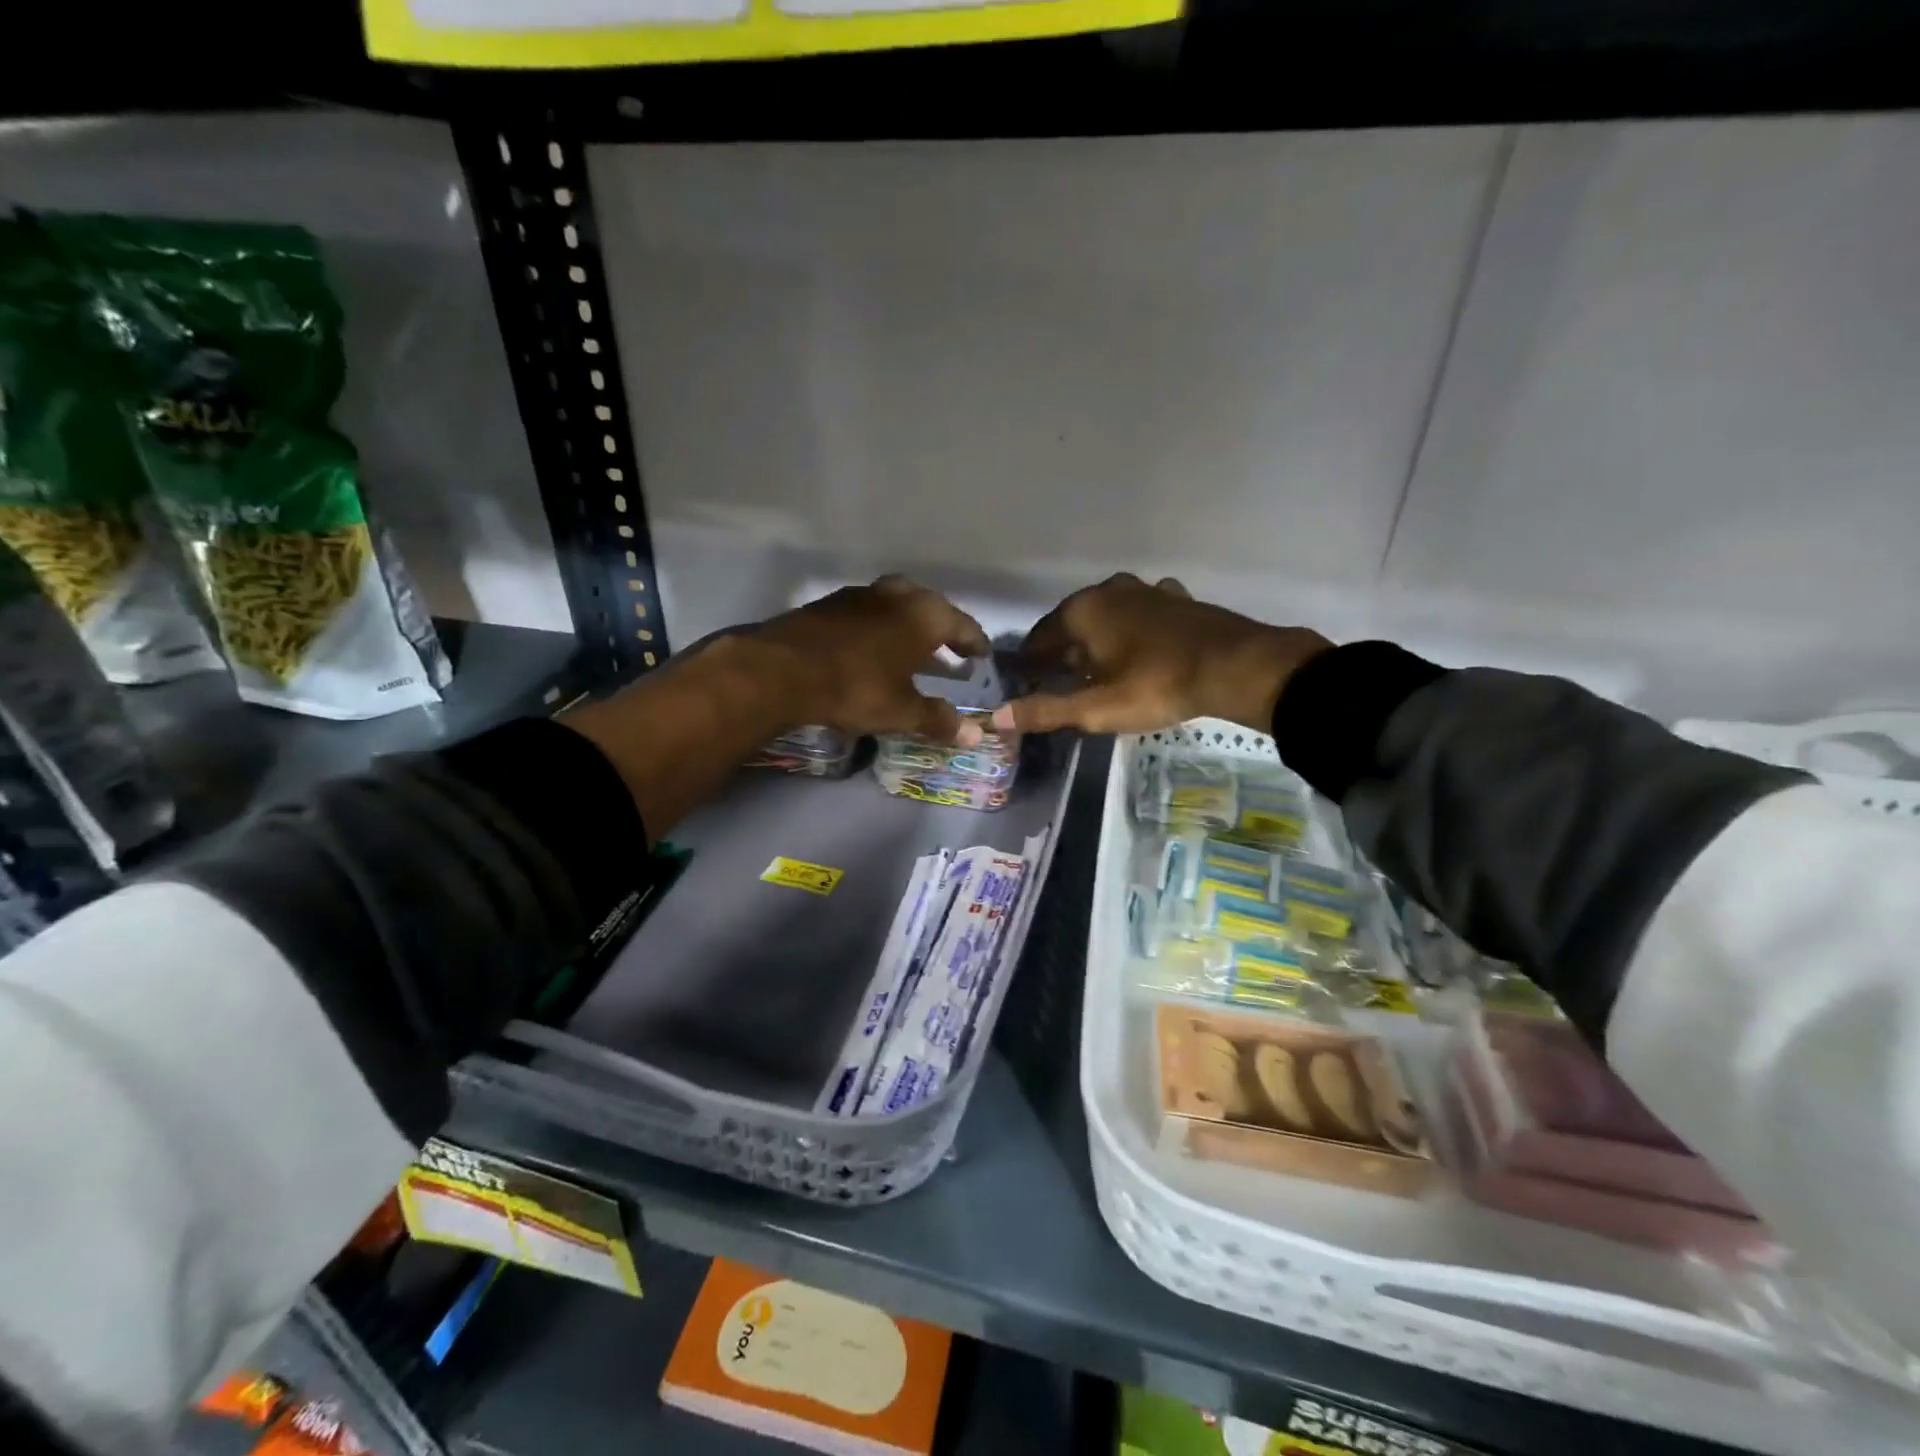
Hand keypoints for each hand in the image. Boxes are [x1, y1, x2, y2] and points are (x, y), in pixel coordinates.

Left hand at [752, 575, 989, 742]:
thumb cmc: (856, 687)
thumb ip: (939, 720)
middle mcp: (895, 596)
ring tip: (911, 650)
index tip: (982, 655)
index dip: (974, 642)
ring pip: (895, 605)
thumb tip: (975, 735)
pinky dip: (879, 627)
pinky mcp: (829, 604)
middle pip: (929, 606)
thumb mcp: (902, 711)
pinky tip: (872, 649)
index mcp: (923, 616)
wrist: (782, 670)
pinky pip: (868, 612)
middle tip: (948, 649)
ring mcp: (860, 595)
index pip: (961, 625)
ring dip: (908, 625)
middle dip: (941, 628)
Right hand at [992, 574, 1329, 735]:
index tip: (1026, 682)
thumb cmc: (1156, 686)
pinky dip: (1131, 630)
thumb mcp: (1096, 707)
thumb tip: (997, 718)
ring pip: (1108, 616)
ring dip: (1097, 639)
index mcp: (1083, 611)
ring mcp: (1146, 590)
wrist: (1236, 666)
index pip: (1040, 637)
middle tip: (1059, 681)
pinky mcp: (1177, 599)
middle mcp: (1110, 591)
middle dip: (1063, 650)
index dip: (1030, 662)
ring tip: (1097, 668)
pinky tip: (1139, 648)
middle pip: (1073, 623)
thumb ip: (1046, 711)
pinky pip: (1141, 614)